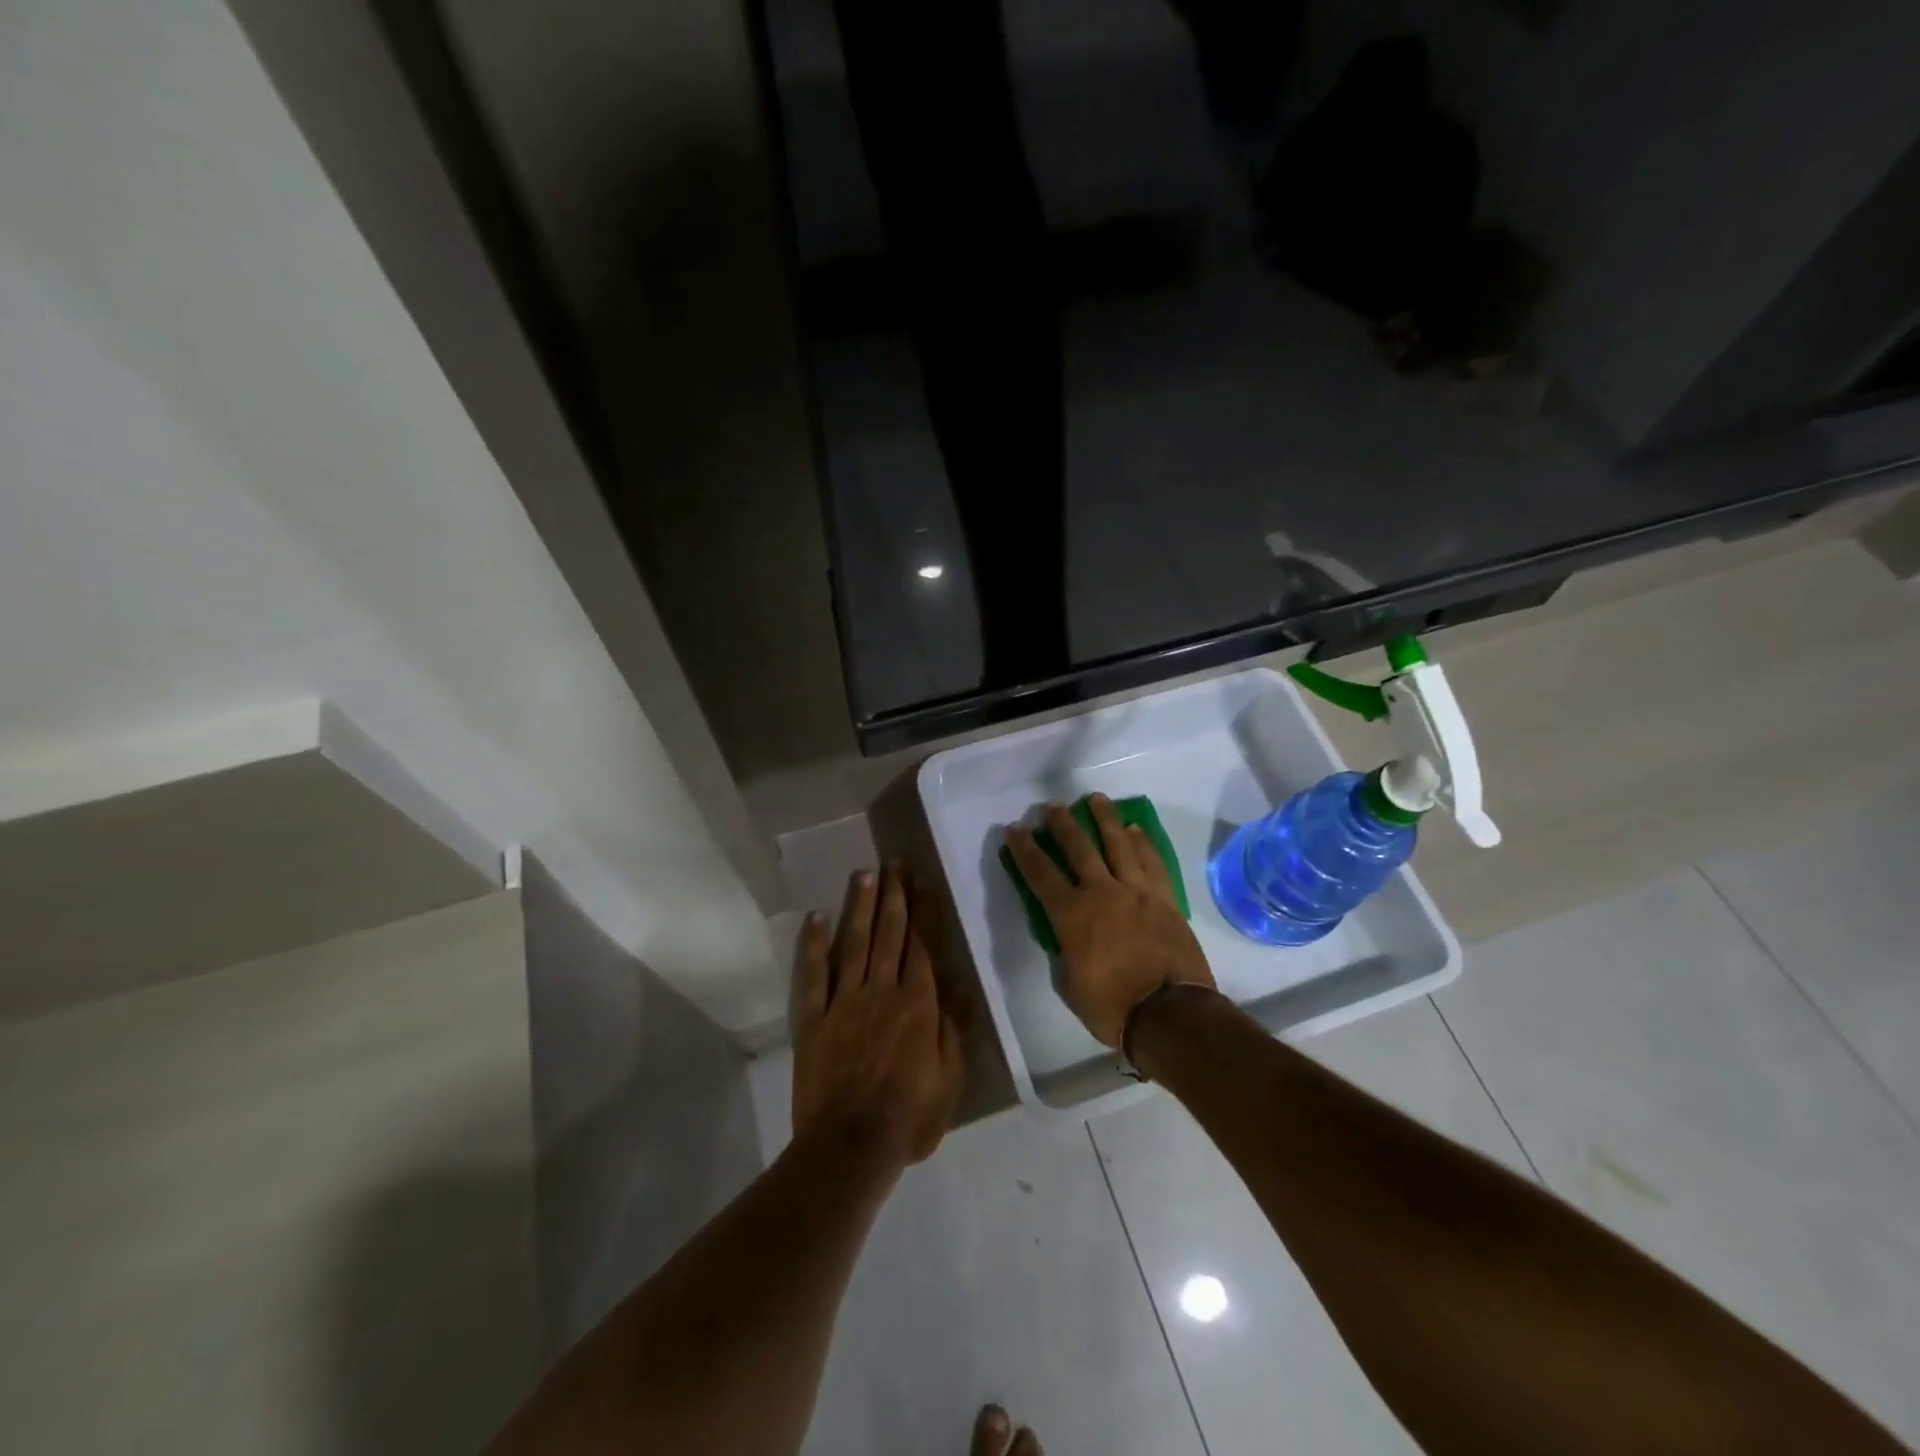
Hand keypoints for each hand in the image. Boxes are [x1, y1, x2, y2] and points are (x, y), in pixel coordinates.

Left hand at [792, 865, 965, 1168]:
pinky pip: (814, 973)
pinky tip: (816, 916)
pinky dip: (814, 943)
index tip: (921, 880)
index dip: (922, 909)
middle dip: (893, 894)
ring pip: (854, 942)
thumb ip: (952, 1025)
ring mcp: (844, 1001)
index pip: (922, 944)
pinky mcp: (814, 1017)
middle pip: (888, 933)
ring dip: (860, 905)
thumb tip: (958, 981)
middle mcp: (882, 990)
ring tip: (864, 873)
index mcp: (918, 1003)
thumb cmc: (909, 1117)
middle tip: (893, 862)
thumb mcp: (949, 1077)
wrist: (850, 1147)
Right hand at [1004, 794, 1215, 1048]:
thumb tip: (1069, 938)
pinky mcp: (1164, 899)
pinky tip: (1135, 830)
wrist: (1170, 1014)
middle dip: (1062, 825)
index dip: (1024, 850)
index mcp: (1071, 915)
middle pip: (1078, 848)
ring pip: (1118, 844)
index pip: (1040, 874)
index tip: (1014, 829)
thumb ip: (1066, 952)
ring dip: (1105, 819)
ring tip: (1096, 799)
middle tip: (1052, 807)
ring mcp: (1137, 892)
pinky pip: (1152, 862)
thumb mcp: (1070, 984)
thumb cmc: (1112, 1006)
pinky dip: (1142, 843)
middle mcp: (1102, 892)